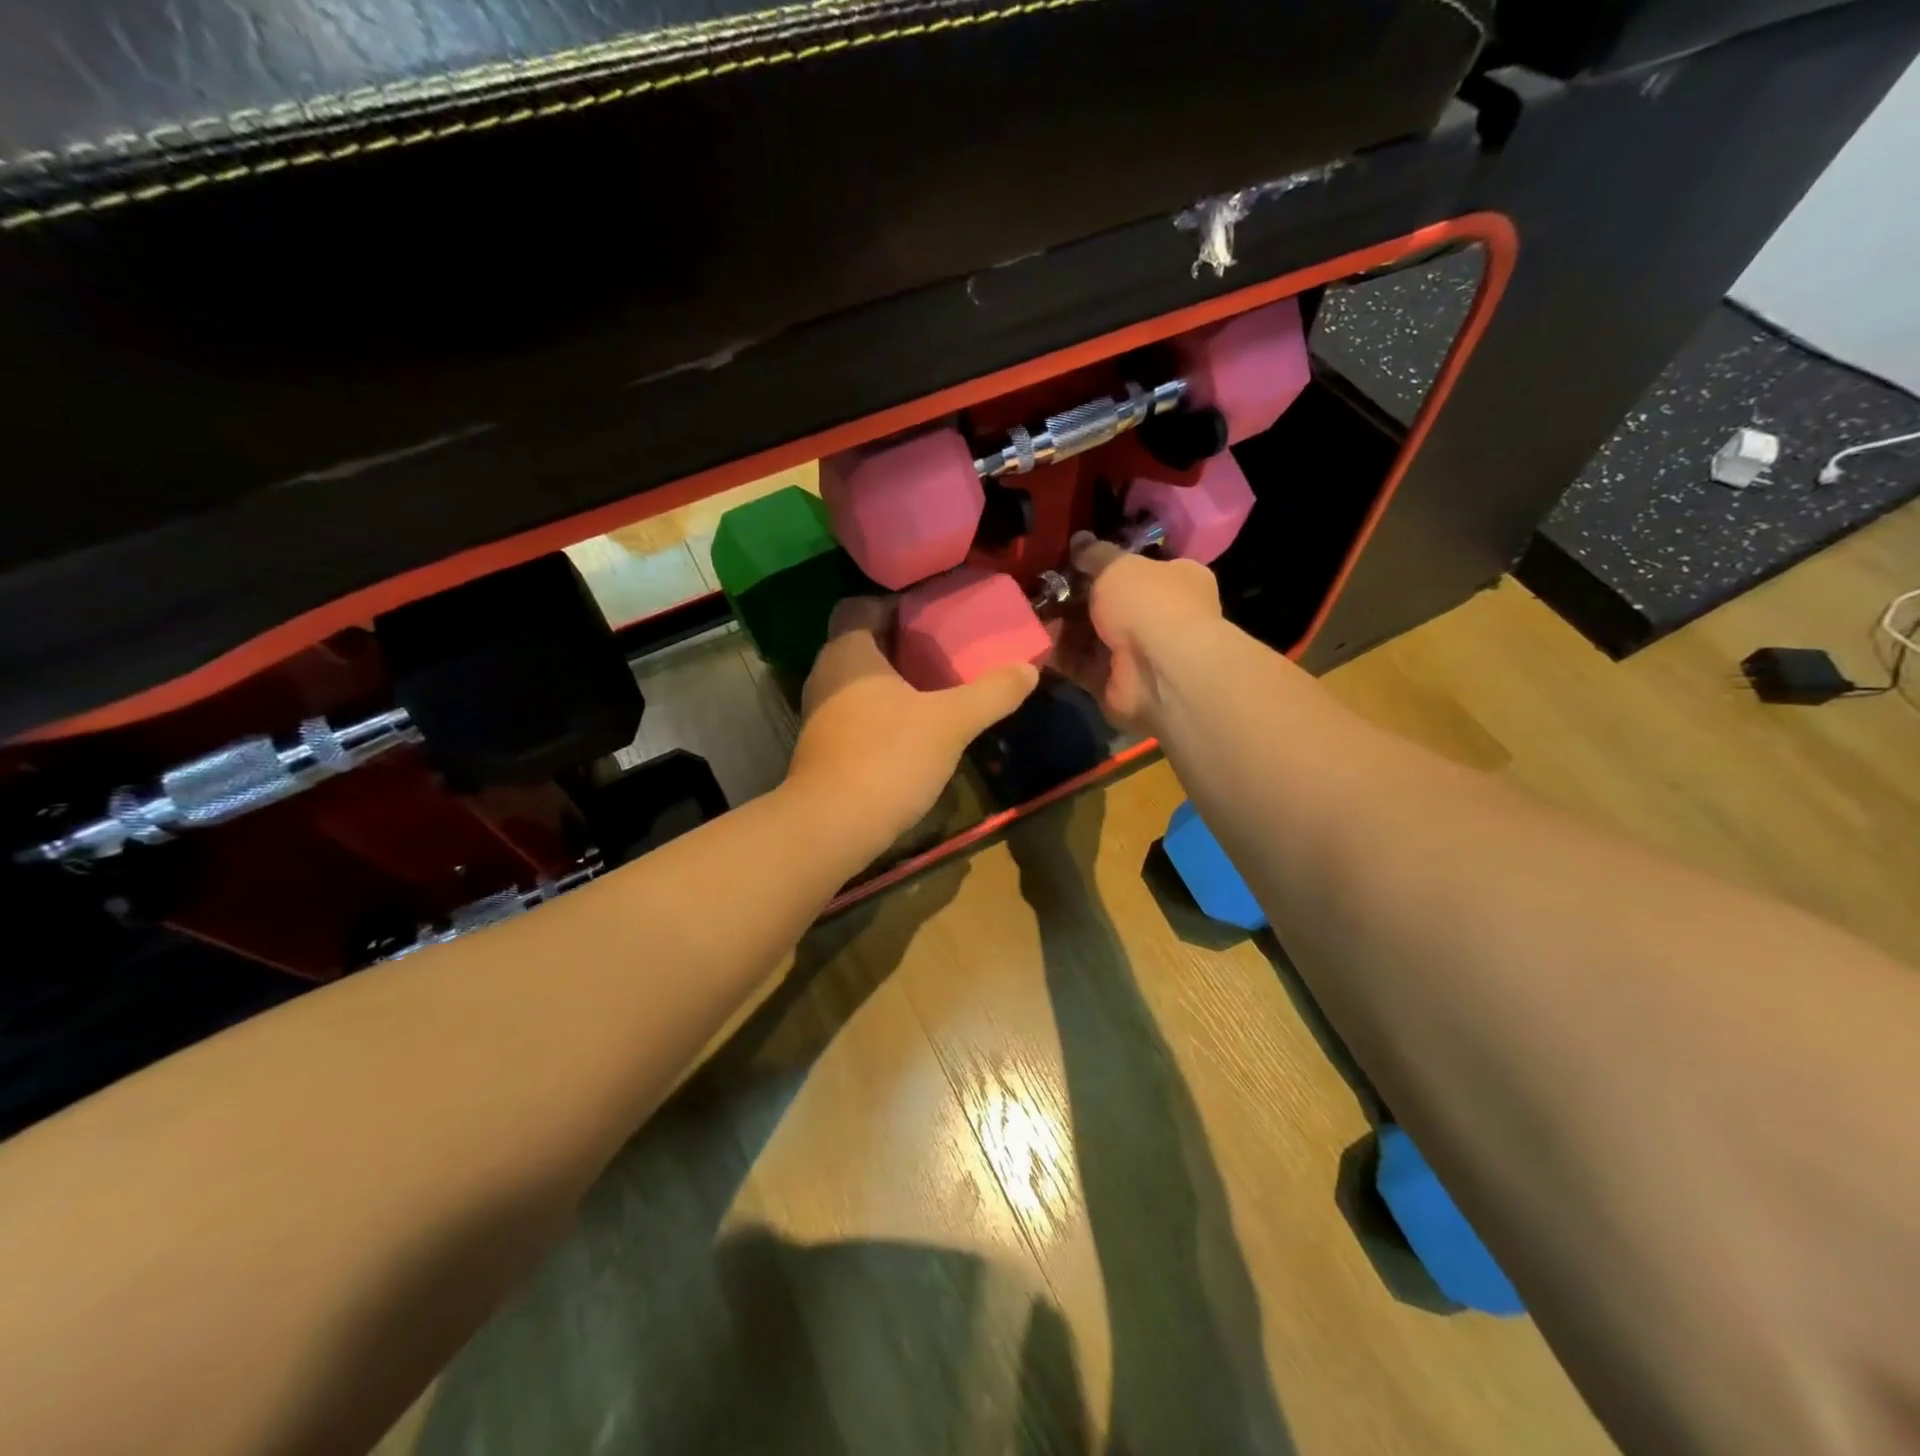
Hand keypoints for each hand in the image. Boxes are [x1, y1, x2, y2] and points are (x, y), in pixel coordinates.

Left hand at [787, 597, 1039, 846]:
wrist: (833, 827)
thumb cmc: (889, 757)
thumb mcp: (951, 722)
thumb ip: (992, 693)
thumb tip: (1029, 669)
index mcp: (848, 651)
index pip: (863, 605)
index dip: (898, 603)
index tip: (936, 613)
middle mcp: (826, 674)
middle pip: (865, 642)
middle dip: (905, 642)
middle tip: (949, 648)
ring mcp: (821, 713)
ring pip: (862, 681)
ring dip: (897, 679)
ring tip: (940, 685)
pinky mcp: (825, 747)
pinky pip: (859, 712)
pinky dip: (886, 710)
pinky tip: (917, 727)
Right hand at [1049, 532, 1224, 732]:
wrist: (1160, 671)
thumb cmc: (1149, 604)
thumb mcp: (1118, 566)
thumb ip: (1095, 554)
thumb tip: (1079, 539)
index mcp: (1176, 580)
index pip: (1139, 567)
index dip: (1106, 563)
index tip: (1071, 559)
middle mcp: (1160, 616)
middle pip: (1109, 603)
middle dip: (1074, 597)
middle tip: (1041, 586)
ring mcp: (1137, 653)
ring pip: (1090, 634)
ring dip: (1060, 625)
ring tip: (1027, 612)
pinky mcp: (1113, 682)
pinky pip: (1078, 664)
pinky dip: (1057, 654)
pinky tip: (1031, 640)